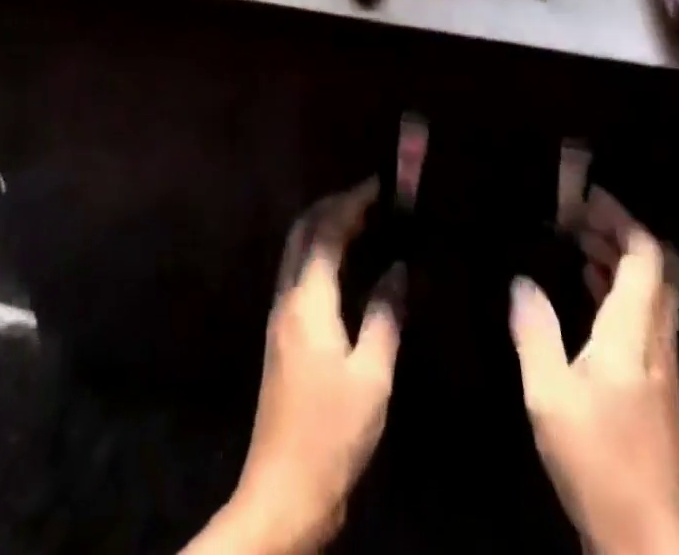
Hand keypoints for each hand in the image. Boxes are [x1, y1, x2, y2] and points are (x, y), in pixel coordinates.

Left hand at [184, 179, 403, 554]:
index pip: (326, 230)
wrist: (283, 492)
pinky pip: (300, 273)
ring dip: (326, 226)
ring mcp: (280, 316)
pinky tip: (348, 265)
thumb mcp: (371, 376)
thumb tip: (398, 269)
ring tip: (365, 221)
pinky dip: (322, 253)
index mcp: (307, 300)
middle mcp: (287, 297)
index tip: (381, 186)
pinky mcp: (282, 335)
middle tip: (372, 197)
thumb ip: (384, 315)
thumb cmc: (332, 433)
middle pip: (303, 231)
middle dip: (334, 205)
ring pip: (298, 250)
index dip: (352, 202)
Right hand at [511, 215, 678, 554]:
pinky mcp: (658, 392)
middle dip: (620, 234)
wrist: (652, 546)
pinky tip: (588, 298)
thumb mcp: (550, 395)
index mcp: (634, 334)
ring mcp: (663, 370)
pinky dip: (619, 293)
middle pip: (656, 271)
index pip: (645, 257)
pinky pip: (644, 319)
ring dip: (619, 262)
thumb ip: (535, 332)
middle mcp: (657, 343)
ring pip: (652, 295)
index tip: (584, 198)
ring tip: (577, 245)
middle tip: (578, 217)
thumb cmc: (600, 462)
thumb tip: (521, 281)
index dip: (620, 219)